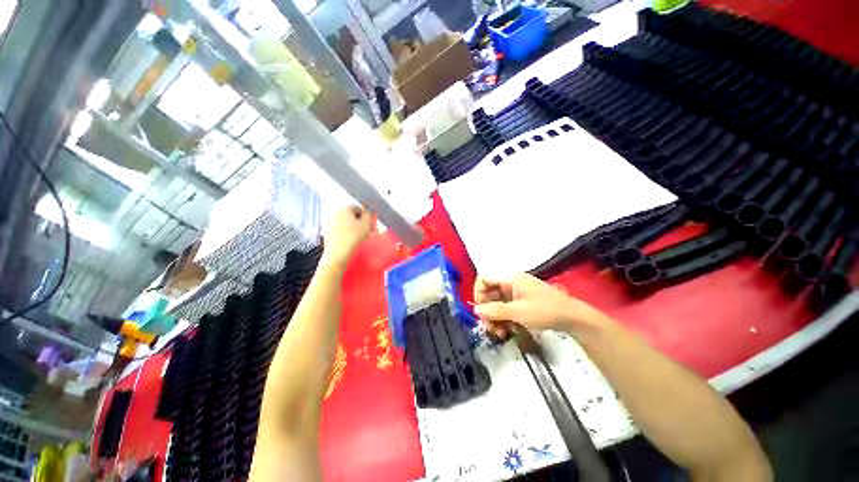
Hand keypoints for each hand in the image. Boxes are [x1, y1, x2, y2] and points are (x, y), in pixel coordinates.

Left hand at [321, 205, 372, 266]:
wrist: (338, 251)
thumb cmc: (353, 236)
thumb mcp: (366, 224)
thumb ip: (368, 215)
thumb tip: (367, 212)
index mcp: (345, 208)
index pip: (359, 208)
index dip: (366, 216)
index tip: (370, 223)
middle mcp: (336, 212)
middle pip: (351, 215)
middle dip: (360, 222)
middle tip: (367, 230)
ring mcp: (330, 221)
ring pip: (346, 222)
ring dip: (354, 227)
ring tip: (362, 236)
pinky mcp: (327, 231)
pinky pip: (340, 228)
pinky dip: (347, 232)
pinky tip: (352, 239)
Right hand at [474, 273, 606, 337]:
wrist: (574, 318)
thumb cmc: (545, 311)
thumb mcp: (519, 312)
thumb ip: (495, 311)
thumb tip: (476, 310)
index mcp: (509, 278)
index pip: (484, 279)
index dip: (478, 293)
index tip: (481, 310)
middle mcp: (511, 282)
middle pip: (489, 293)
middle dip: (488, 310)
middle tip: (491, 328)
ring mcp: (517, 292)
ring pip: (497, 302)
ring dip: (496, 317)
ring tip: (501, 333)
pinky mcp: (522, 301)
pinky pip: (507, 307)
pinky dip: (505, 318)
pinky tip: (509, 330)